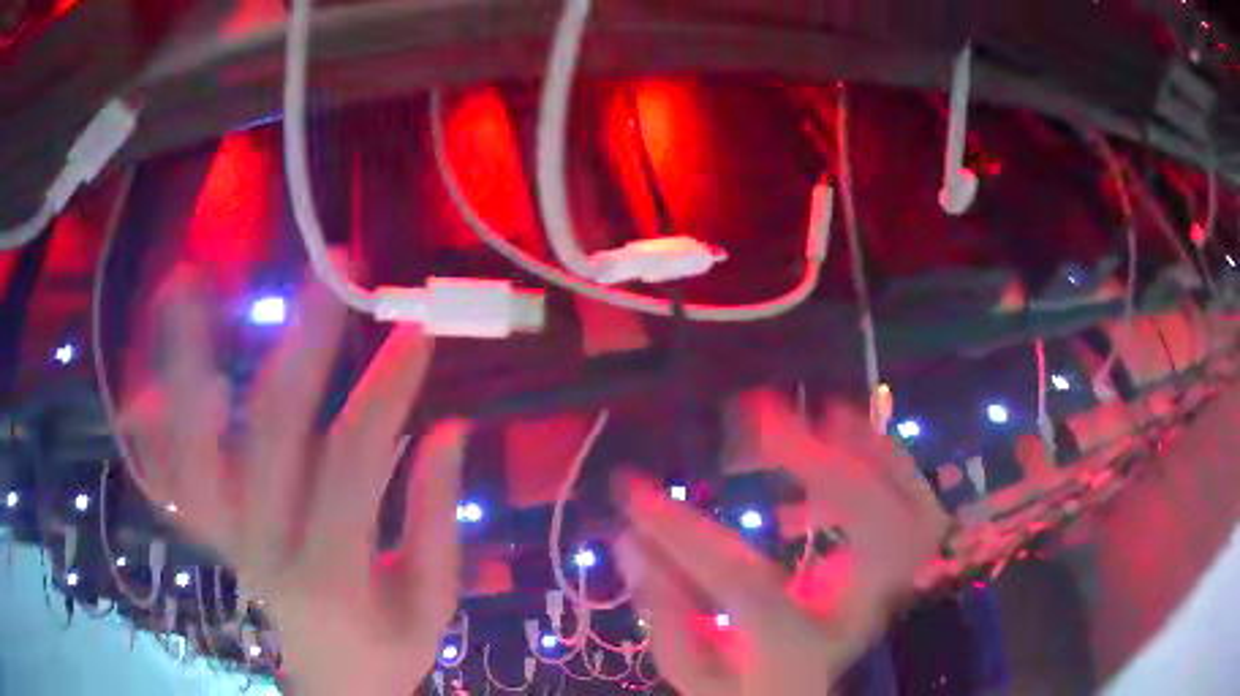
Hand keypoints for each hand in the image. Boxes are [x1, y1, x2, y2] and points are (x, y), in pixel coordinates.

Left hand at [122, 265, 466, 695]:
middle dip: (299, 345)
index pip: (352, 463)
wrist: (332, 688)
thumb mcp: (432, 605)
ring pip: (192, 447)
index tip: (416, 331)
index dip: (384, 391)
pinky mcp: (208, 536)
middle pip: (267, 434)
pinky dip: (149, 436)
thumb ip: (435, 521)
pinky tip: (140, 388)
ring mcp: (223, 540)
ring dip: (185, 362)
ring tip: (186, 282)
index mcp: (331, 575)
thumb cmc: (387, 650)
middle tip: (329, 273)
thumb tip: (448, 429)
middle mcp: (262, 550)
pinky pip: (167, 481)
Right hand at [612, 391, 947, 695]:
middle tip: (759, 420)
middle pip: (873, 527)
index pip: (743, 582)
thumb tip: (632, 540)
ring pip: (910, 502)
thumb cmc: (751, 688)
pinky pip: (912, 498)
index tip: (632, 490)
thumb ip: (665, 613)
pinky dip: (882, 458)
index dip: (684, 532)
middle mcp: (859, 612)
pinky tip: (839, 439)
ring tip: (818, 413)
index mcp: (798, 647)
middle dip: (821, 461)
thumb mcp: (696, 672)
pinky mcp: (902, 564)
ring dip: (862, 448)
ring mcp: (892, 586)